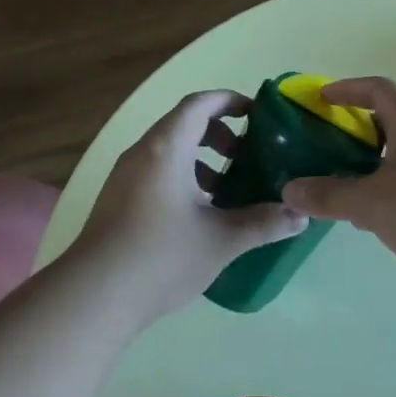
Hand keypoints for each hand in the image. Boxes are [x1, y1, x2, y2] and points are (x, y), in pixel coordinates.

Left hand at [69, 90, 306, 325]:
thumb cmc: (162, 256)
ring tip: (225, 191)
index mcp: (166, 148)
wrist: (94, 295)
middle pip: (183, 124)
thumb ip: (263, 223)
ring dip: (200, 160)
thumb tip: (301, 216)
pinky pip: (155, 171)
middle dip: (218, 134)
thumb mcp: (222, 240)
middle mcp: (142, 152)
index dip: (229, 101)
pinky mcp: (117, 200)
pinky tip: (197, 216)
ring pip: (168, 151)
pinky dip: (181, 177)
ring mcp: (124, 176)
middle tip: (245, 156)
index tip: (256, 113)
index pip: (199, 104)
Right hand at [280, 77, 395, 291]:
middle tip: (320, 147)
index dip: (347, 89)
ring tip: (337, 185)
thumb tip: (289, 190)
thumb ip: (328, 195)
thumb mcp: (371, 203)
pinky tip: (369, 216)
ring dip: (367, 164)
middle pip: (387, 121)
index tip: (321, 99)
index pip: (377, 89)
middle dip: (352, 131)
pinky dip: (385, 188)